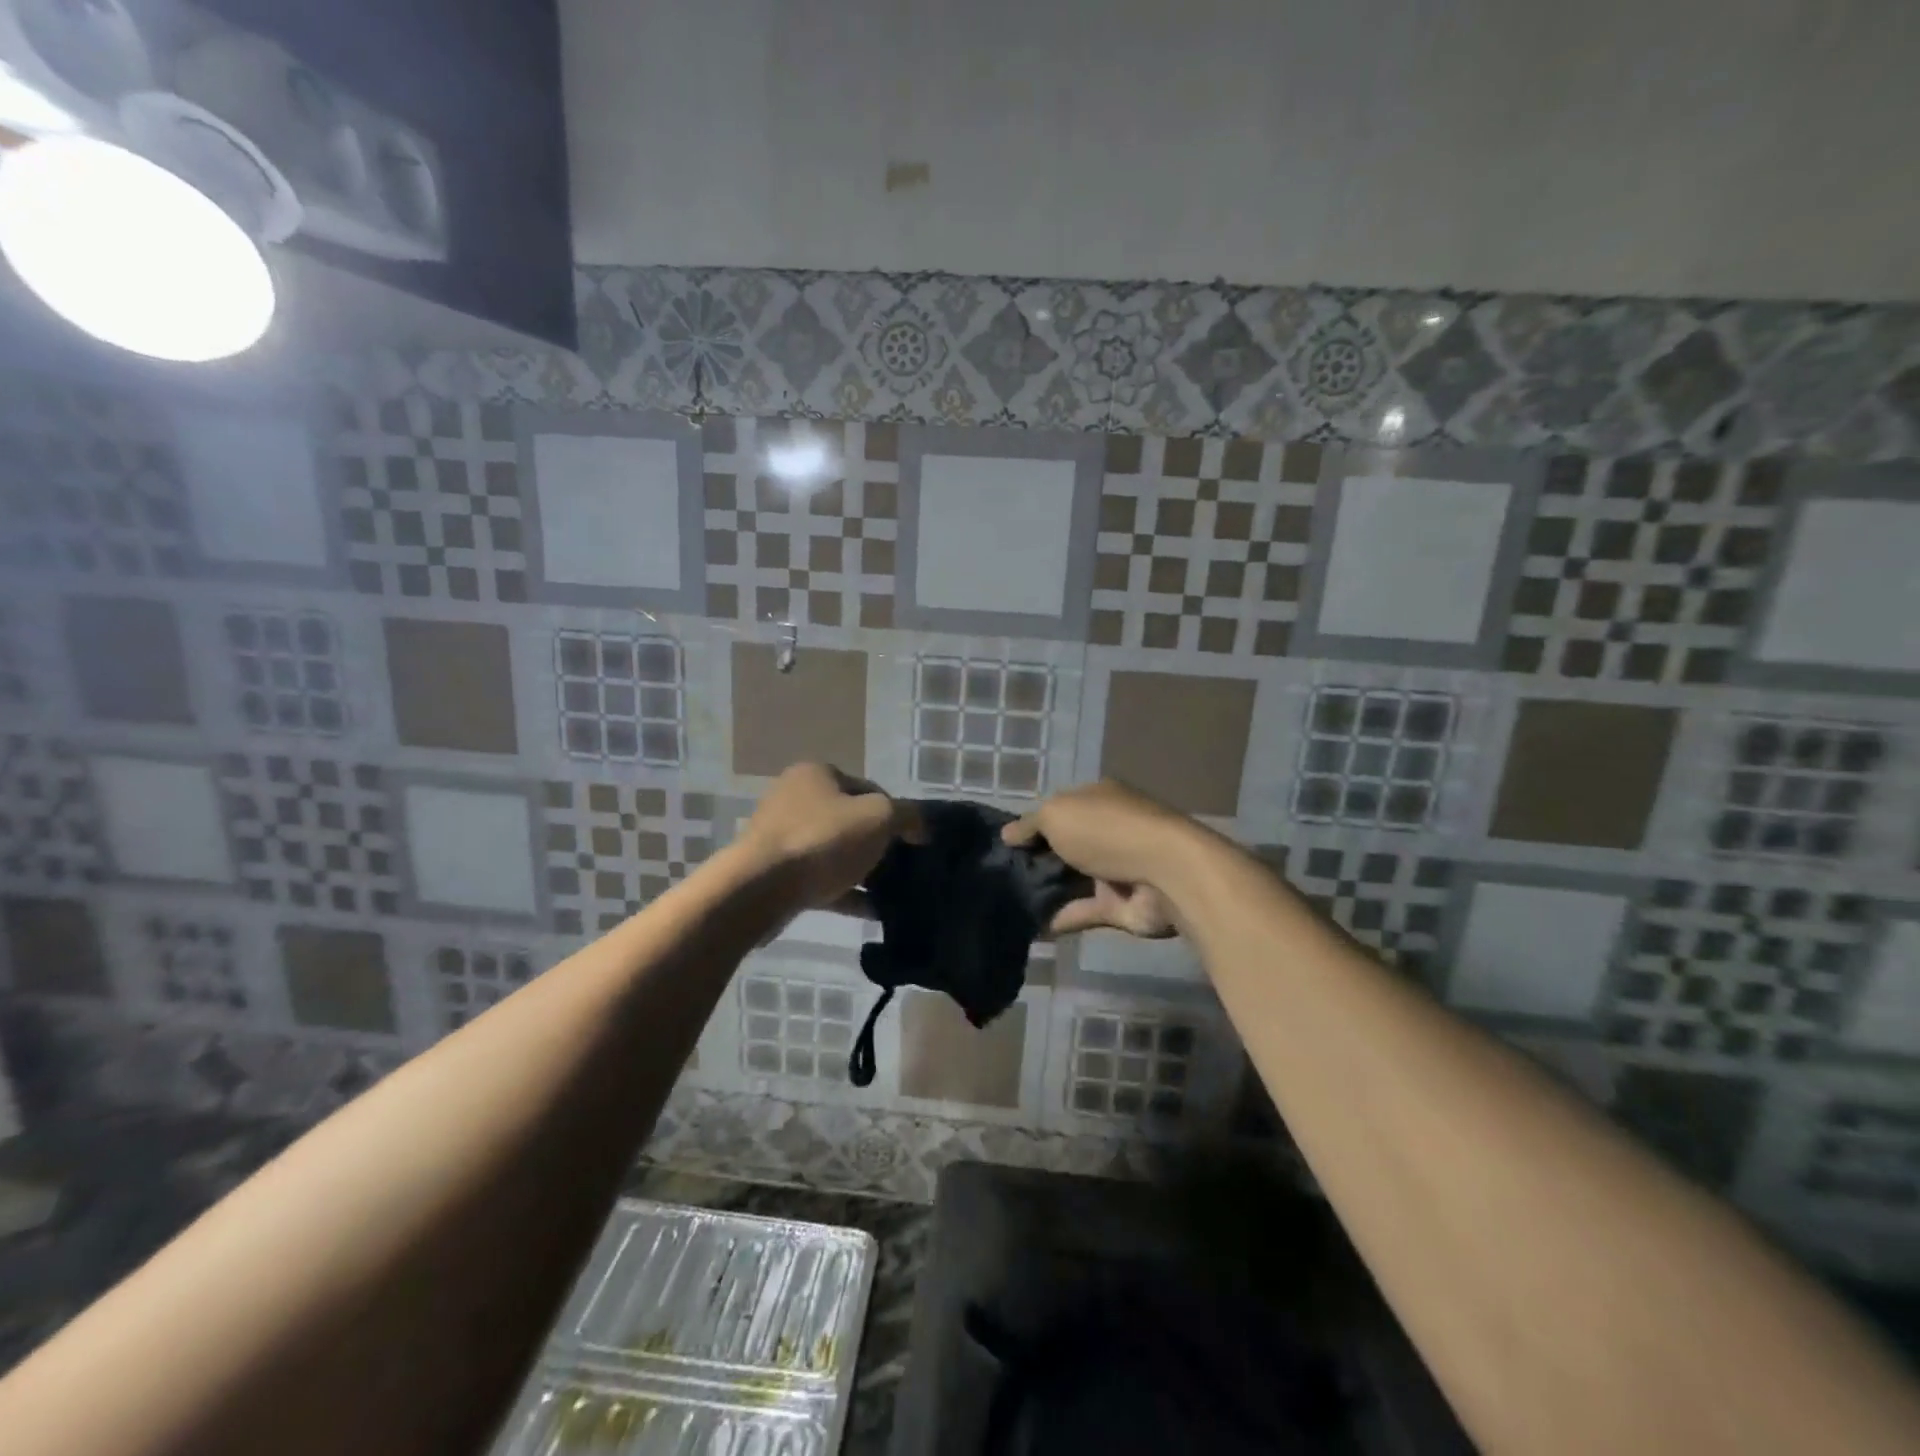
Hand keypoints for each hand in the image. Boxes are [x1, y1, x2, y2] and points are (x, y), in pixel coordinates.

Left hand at [737, 763, 921, 912]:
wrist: (760, 888)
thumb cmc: (823, 840)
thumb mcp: (879, 818)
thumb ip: (907, 816)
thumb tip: (920, 827)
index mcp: (817, 774)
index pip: (869, 788)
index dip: (895, 812)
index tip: (911, 840)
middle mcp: (794, 798)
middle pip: (850, 820)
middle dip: (877, 843)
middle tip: (902, 866)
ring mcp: (782, 837)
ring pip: (834, 852)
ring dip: (862, 870)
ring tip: (891, 892)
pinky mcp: (776, 873)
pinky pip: (820, 879)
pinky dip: (845, 893)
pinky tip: (871, 911)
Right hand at [1002, 781, 1187, 937]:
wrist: (1165, 874)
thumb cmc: (1107, 831)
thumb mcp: (1057, 814)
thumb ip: (1030, 824)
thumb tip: (1007, 835)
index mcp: (1097, 799)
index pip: (1059, 809)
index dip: (1032, 824)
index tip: (1005, 845)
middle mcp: (1108, 830)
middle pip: (1066, 845)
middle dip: (1037, 859)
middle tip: (1000, 876)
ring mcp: (1116, 869)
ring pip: (1074, 879)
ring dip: (1047, 890)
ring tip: (1010, 902)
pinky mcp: (1121, 905)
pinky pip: (1084, 911)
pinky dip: (1061, 917)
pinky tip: (1031, 926)